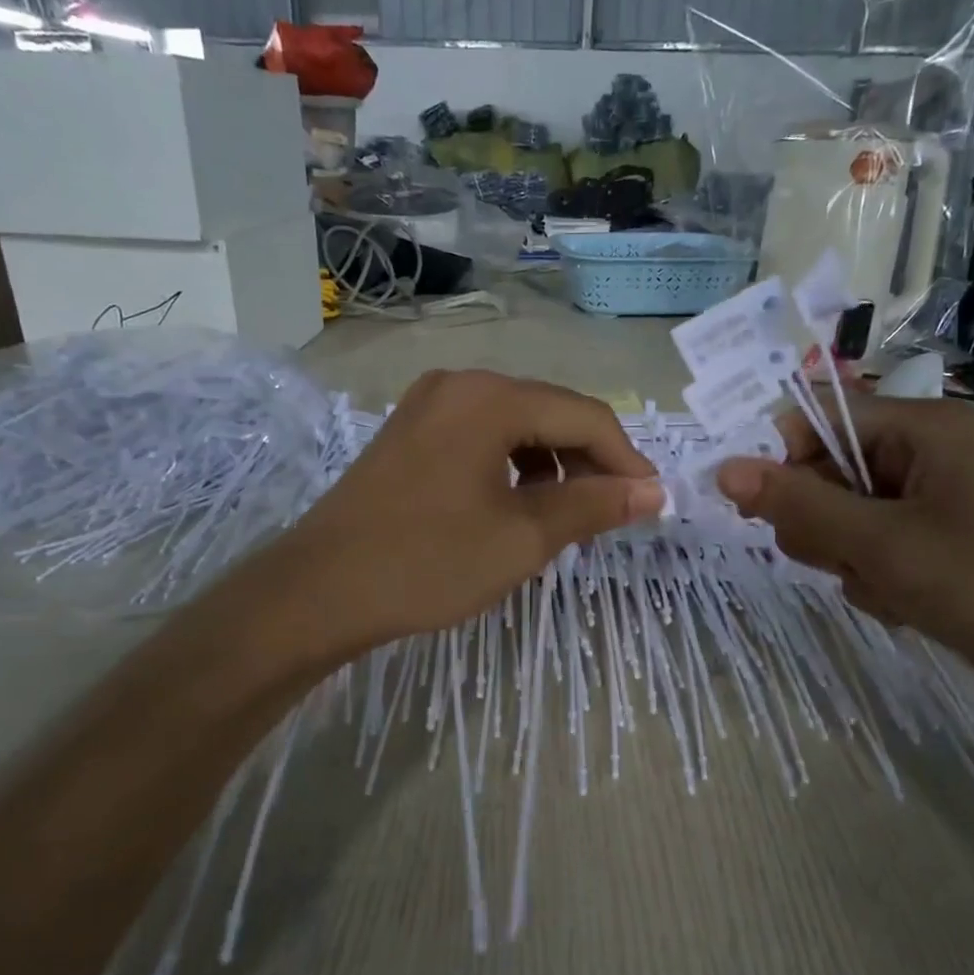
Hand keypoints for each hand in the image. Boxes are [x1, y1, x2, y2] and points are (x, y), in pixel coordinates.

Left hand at [274, 370, 663, 657]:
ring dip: (551, 466)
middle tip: (609, 516)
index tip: (649, 504)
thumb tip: (653, 491)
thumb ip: (594, 506)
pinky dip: (511, 466)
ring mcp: (428, 404)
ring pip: (515, 425)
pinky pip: (481, 437)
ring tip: (563, 518)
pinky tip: (516, 506)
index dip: (625, 459)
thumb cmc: (428, 563)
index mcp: (490, 397)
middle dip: (587, 463)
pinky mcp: (410, 431)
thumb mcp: (523, 538)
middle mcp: (460, 384)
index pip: (585, 415)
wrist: (320, 590)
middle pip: (549, 412)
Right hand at [716, 397, 973, 729]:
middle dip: (823, 523)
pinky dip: (876, 580)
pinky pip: (874, 551)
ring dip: (849, 559)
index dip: (781, 459)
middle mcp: (928, 456)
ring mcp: (935, 505)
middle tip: (849, 559)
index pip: (820, 419)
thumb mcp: (884, 545)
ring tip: (891, 588)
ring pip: (845, 519)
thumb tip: (723, 470)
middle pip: (828, 473)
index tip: (758, 510)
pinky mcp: (940, 547)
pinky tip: (908, 606)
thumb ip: (799, 505)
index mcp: (924, 429)